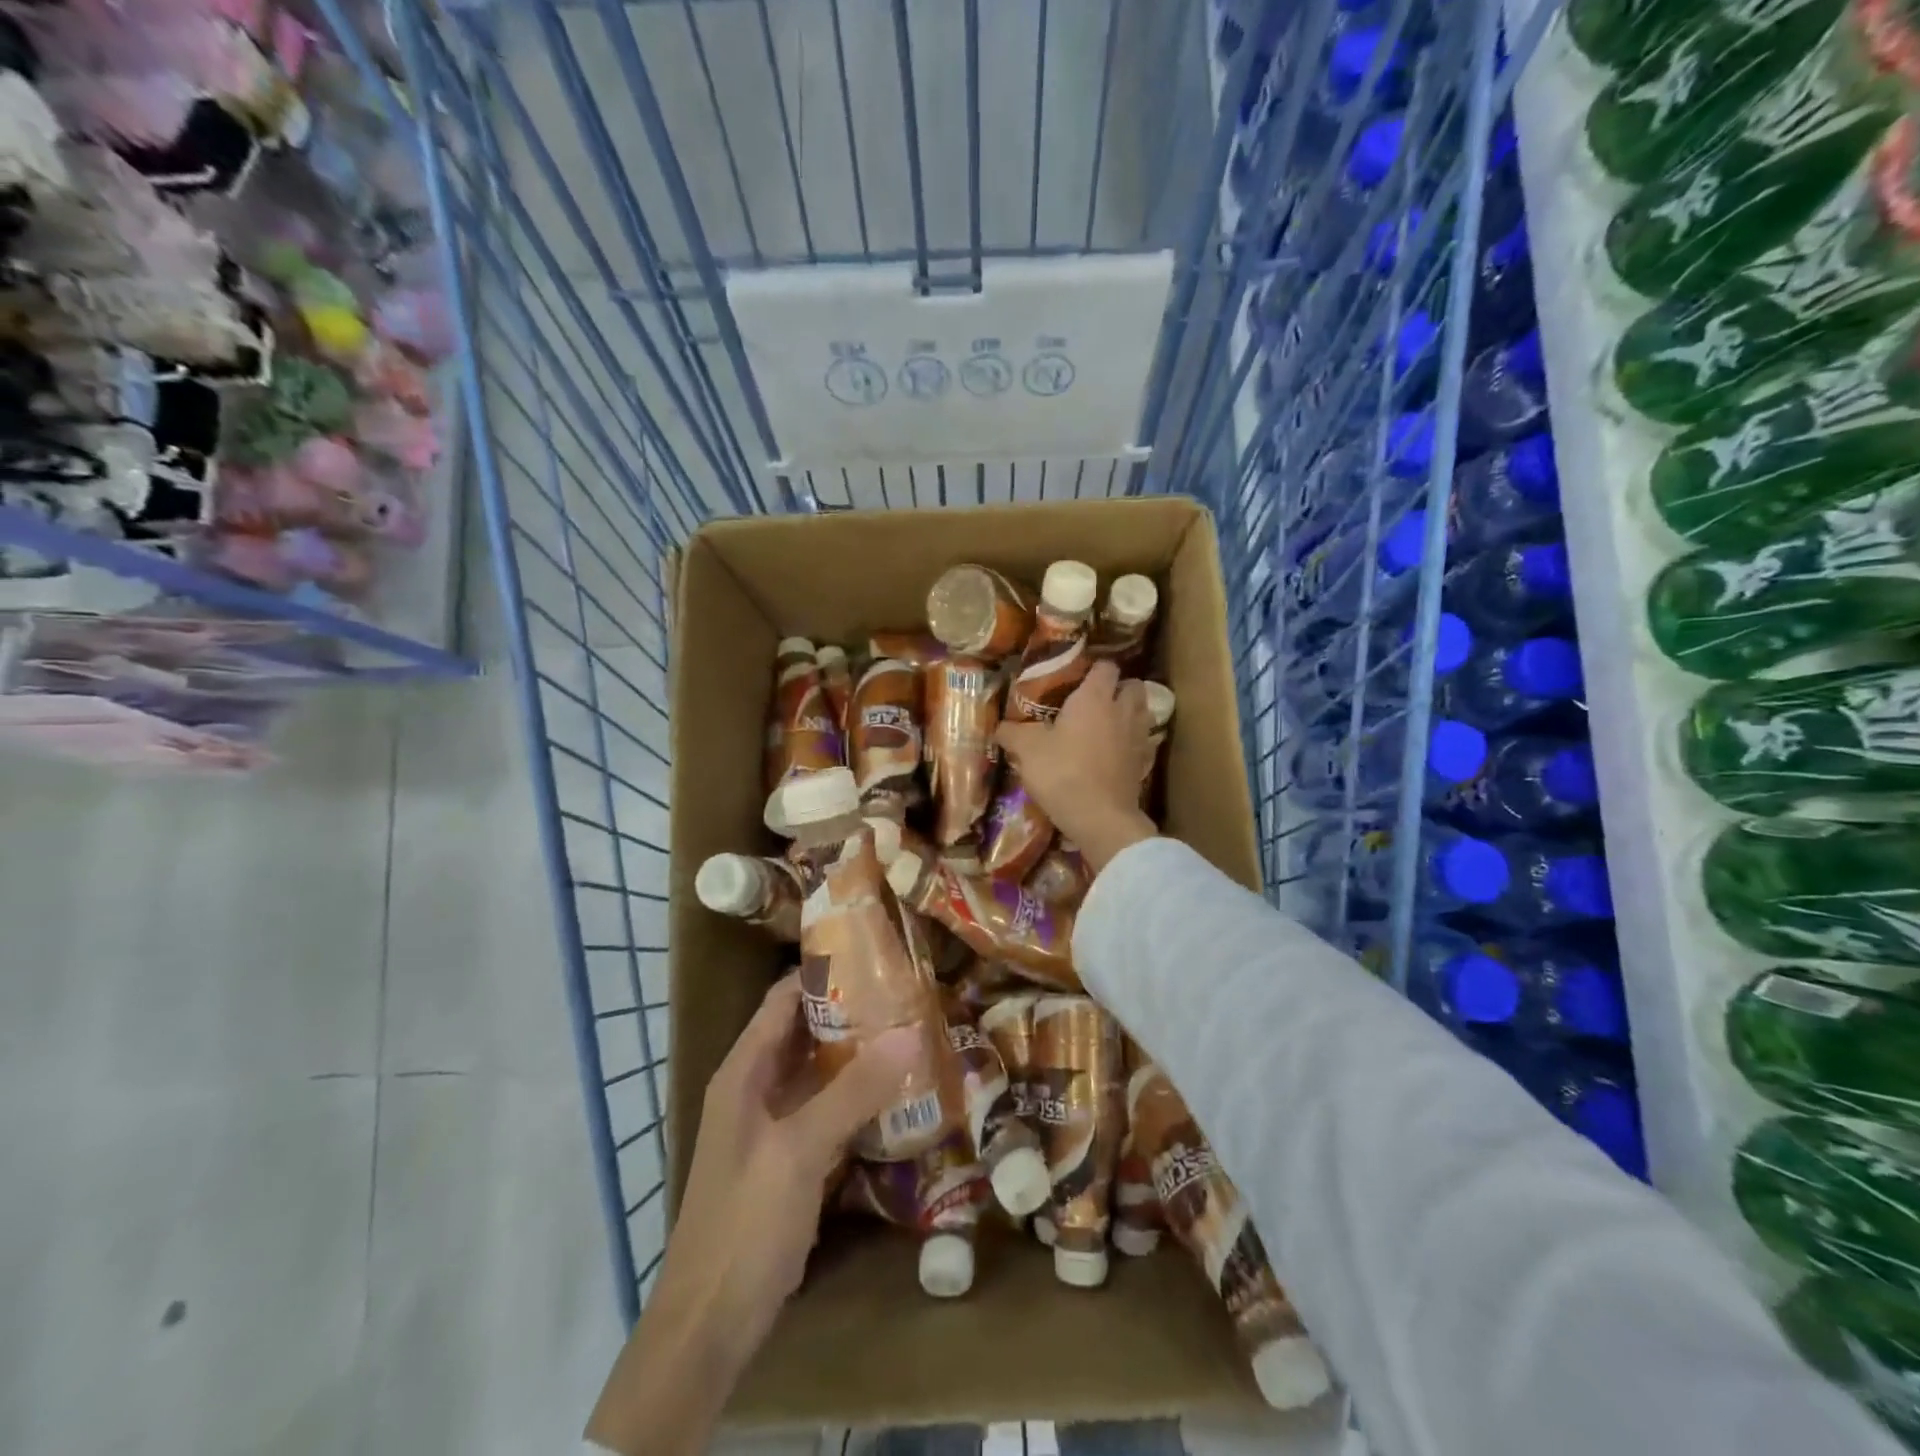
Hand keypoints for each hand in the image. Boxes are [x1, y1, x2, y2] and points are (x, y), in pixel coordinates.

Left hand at [586, 977, 919, 1455]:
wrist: (710, 1322)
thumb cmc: (745, 1221)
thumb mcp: (800, 1150)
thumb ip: (854, 1090)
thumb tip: (911, 1031)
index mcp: (744, 1070)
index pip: (784, 998)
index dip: (823, 971)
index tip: (875, 953)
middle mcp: (756, 1087)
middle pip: (805, 1030)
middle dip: (852, 1010)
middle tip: (908, 992)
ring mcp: (773, 1124)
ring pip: (820, 1070)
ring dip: (858, 1052)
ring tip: (911, 1030)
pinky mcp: (790, 1157)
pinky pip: (828, 1108)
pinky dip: (858, 1094)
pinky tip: (897, 1091)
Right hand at [996, 660, 1158, 872]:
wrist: (1100, 818)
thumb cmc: (1063, 773)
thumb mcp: (1028, 750)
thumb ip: (1012, 733)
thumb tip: (999, 727)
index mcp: (1095, 697)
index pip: (1105, 666)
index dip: (1094, 668)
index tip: (1077, 678)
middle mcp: (1122, 710)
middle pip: (1133, 685)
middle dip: (1119, 688)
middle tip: (1096, 700)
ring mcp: (1138, 737)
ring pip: (1142, 711)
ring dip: (1129, 712)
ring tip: (1108, 723)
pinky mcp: (1144, 763)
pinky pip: (1143, 741)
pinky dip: (1133, 741)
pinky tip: (1116, 751)